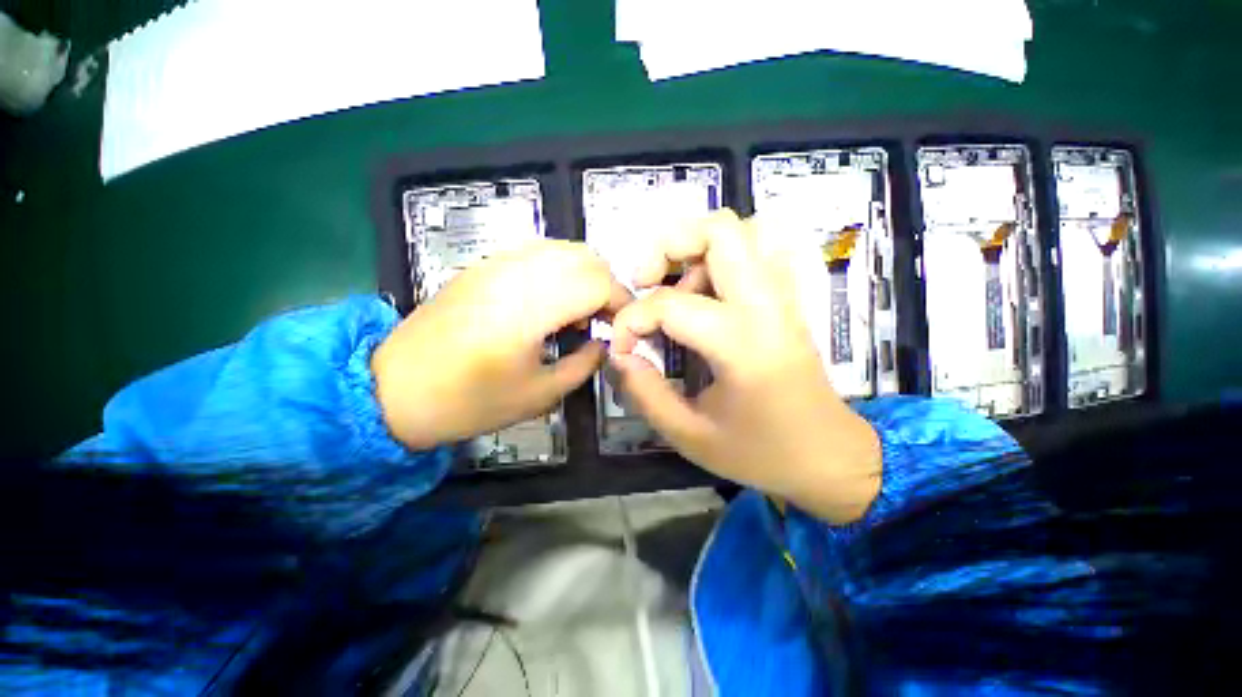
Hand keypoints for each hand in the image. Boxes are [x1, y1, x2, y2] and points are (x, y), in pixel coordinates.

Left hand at [372, 240, 630, 449]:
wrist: (395, 389)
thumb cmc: (469, 402)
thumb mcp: (539, 395)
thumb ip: (584, 365)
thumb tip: (603, 344)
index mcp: (529, 308)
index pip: (597, 282)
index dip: (621, 301)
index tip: (625, 325)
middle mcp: (515, 273)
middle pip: (584, 256)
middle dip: (607, 285)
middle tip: (605, 319)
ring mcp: (496, 263)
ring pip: (562, 248)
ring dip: (584, 274)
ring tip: (581, 310)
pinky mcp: (483, 265)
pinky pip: (537, 252)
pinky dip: (559, 268)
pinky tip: (553, 299)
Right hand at [608, 210, 880, 522]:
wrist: (830, 456)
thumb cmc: (761, 453)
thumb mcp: (689, 435)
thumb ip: (644, 393)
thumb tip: (619, 355)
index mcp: (741, 344)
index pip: (669, 305)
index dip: (630, 321)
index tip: (621, 348)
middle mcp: (766, 306)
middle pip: (721, 230)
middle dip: (669, 244)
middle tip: (645, 280)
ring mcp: (782, 297)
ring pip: (741, 232)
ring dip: (696, 250)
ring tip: (674, 288)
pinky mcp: (787, 301)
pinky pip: (755, 253)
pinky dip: (721, 258)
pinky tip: (704, 293)